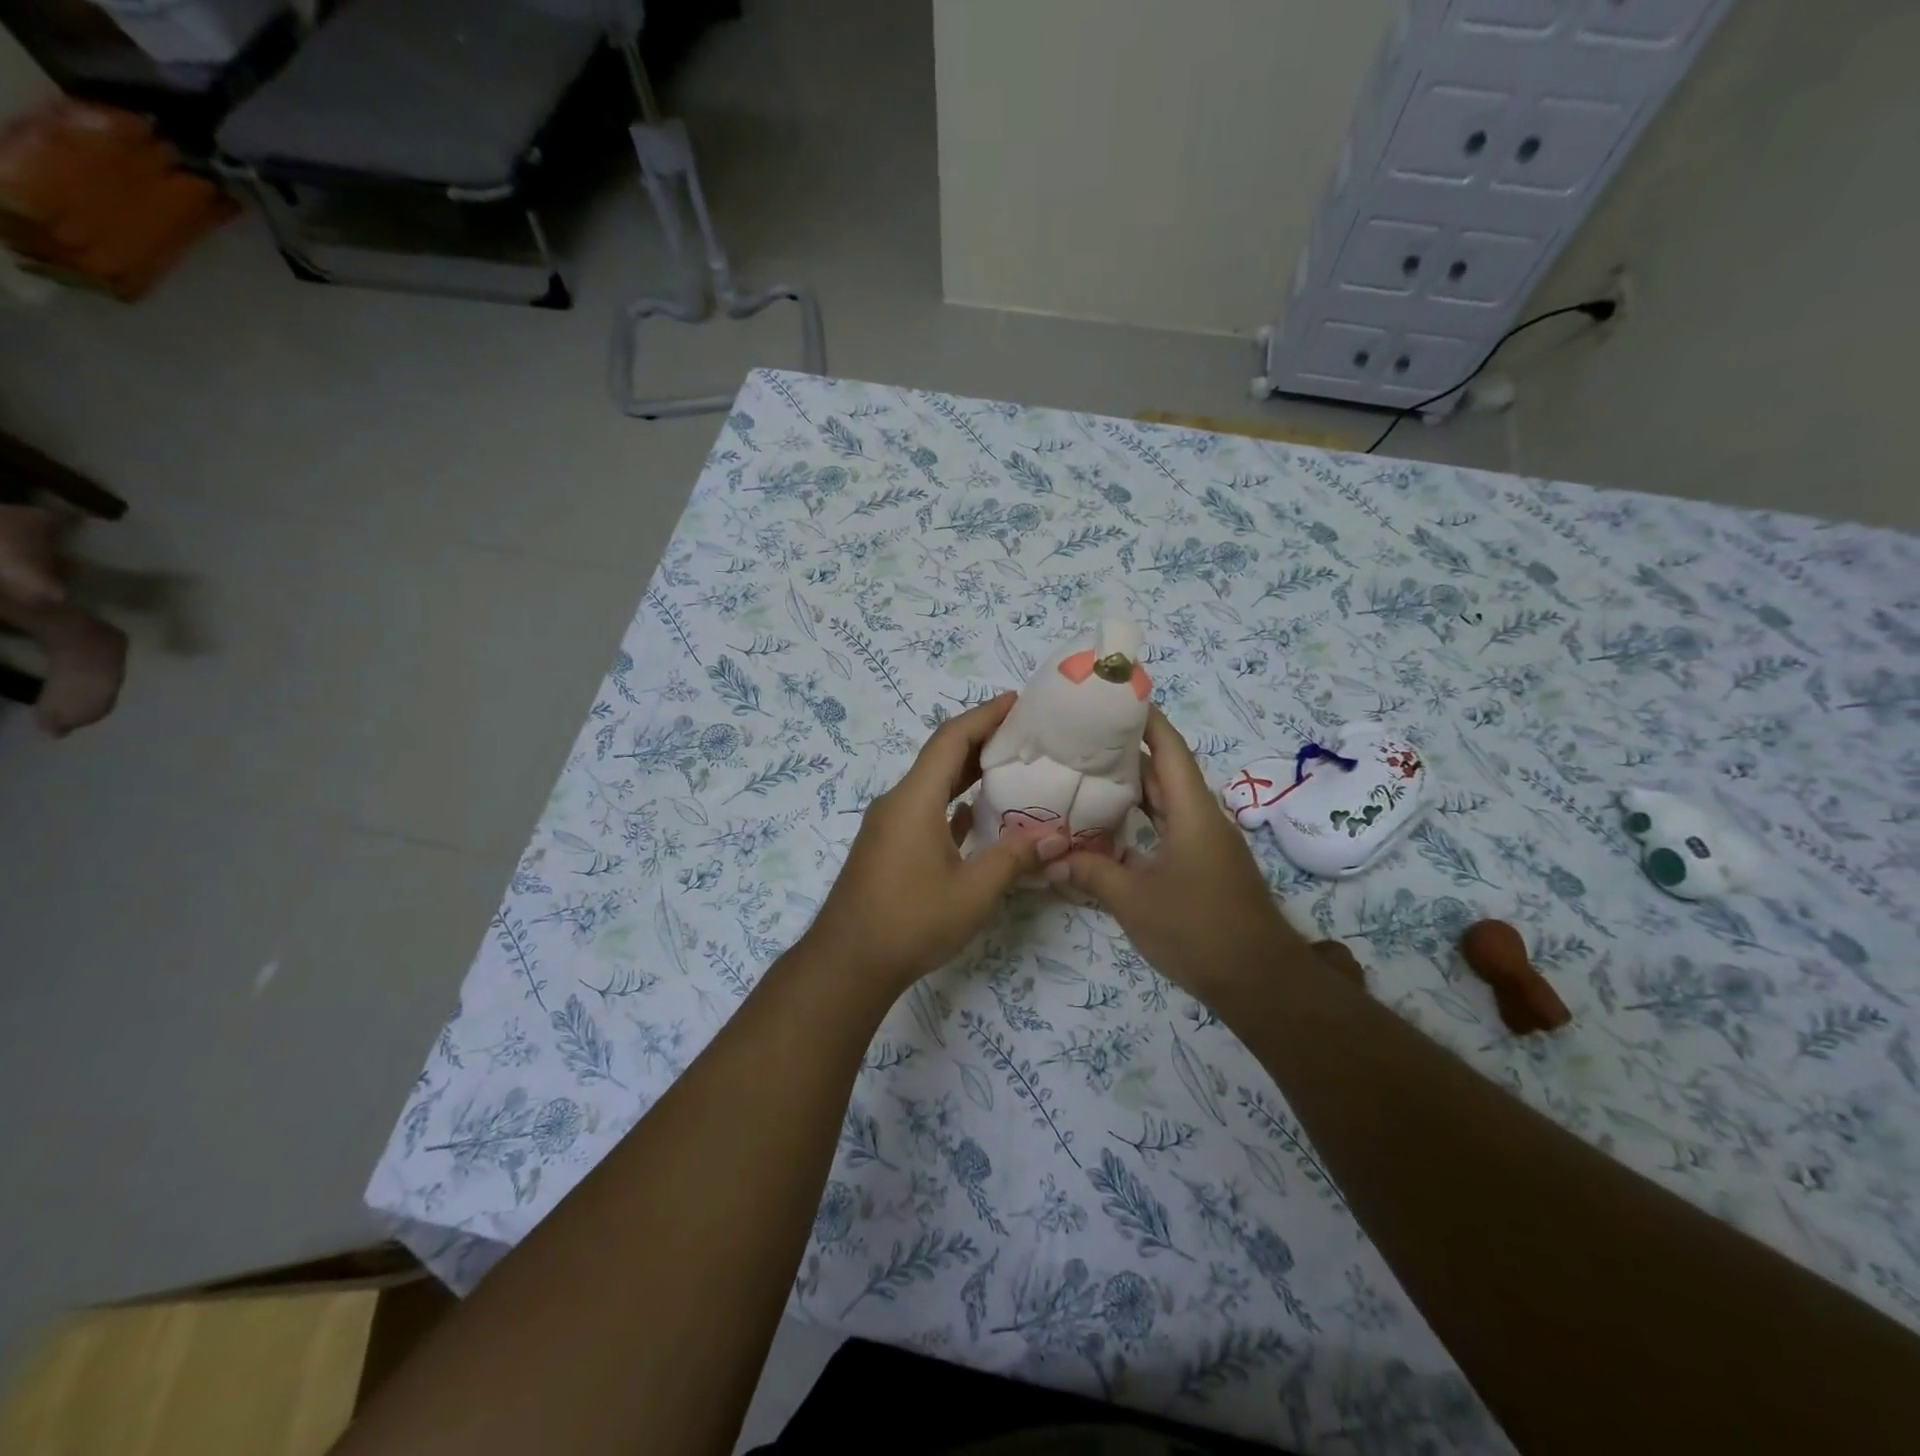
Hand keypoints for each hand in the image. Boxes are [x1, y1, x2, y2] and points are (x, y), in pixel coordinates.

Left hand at [800, 694, 1065, 991]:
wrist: (848, 963)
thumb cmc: (910, 922)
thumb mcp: (973, 892)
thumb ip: (1014, 858)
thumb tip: (1056, 837)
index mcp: (914, 800)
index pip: (951, 740)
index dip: (984, 716)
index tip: (1017, 701)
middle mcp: (898, 803)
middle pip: (941, 757)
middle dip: (981, 740)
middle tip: (1025, 734)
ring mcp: (890, 826)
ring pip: (933, 785)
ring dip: (968, 773)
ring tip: (1010, 768)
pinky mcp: (889, 848)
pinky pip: (925, 811)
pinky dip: (953, 804)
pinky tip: (977, 814)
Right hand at [1046, 706, 1310, 999]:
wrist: (1258, 980)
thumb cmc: (1197, 929)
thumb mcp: (1134, 901)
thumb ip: (1092, 874)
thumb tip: (1053, 859)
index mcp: (1192, 812)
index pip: (1170, 749)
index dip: (1146, 720)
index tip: (1115, 698)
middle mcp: (1202, 818)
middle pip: (1165, 772)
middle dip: (1127, 752)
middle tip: (1081, 738)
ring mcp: (1205, 843)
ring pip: (1165, 801)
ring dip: (1133, 788)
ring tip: (1087, 774)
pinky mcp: (1204, 866)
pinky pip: (1167, 828)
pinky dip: (1140, 820)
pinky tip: (1109, 827)